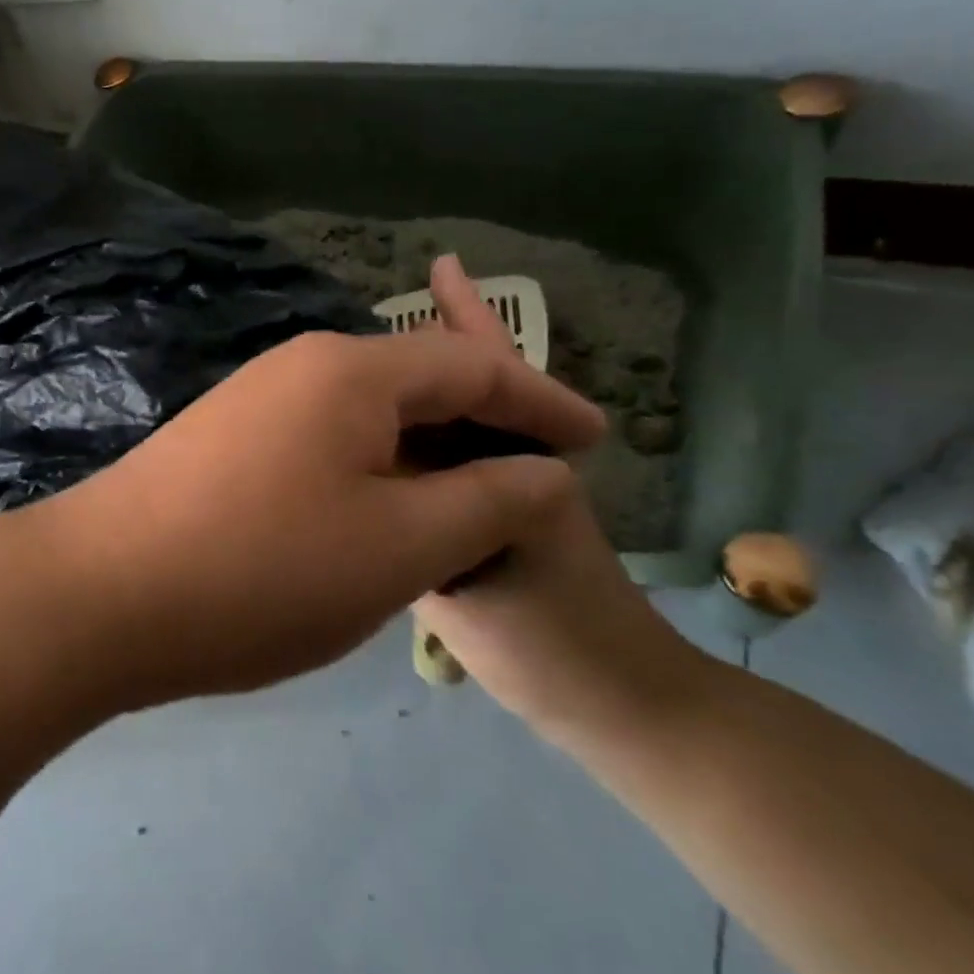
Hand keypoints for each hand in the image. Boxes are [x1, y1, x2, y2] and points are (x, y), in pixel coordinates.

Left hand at [25, 255, 606, 709]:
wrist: (98, 593)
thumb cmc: (259, 569)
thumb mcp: (398, 545)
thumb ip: (486, 501)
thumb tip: (544, 472)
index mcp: (350, 370)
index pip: (472, 366)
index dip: (543, 402)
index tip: (599, 442)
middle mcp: (300, 366)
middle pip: (417, 382)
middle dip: (485, 425)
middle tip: (541, 474)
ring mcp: (254, 401)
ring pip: (368, 417)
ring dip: (426, 451)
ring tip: (476, 499)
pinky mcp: (224, 442)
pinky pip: (325, 442)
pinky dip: (374, 470)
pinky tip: (384, 510)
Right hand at [410, 260, 708, 737]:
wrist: (610, 702)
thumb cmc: (550, 634)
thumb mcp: (473, 576)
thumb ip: (417, 518)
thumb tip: (363, 469)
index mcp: (512, 460)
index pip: (482, 375)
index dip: (460, 321)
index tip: (440, 270)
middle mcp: (503, 467)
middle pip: (463, 392)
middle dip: (434, 343)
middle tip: (399, 299)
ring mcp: (493, 499)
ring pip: (445, 433)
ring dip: (412, 394)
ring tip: (367, 365)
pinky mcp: (475, 532)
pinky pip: (430, 474)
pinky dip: (404, 450)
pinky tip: (371, 451)